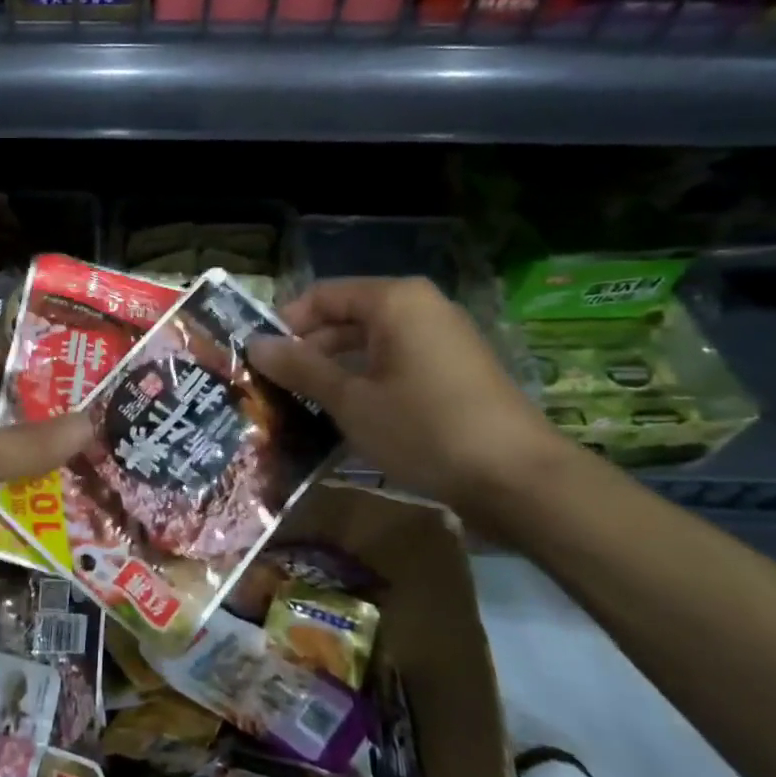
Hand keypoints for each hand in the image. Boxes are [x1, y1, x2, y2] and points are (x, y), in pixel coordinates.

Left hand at [0, 351, 92, 611]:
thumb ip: (31, 443)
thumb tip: (91, 422)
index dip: (41, 366)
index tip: (93, 372)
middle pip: (11, 423)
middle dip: (56, 430)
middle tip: (117, 431)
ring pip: (9, 473)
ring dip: (49, 479)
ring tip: (112, 476)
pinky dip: (30, 521)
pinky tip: (79, 524)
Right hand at [247, 277, 565, 512]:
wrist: (520, 480)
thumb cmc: (424, 428)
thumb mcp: (351, 400)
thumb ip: (301, 368)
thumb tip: (255, 345)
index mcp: (395, 300)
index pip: (322, 296)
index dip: (285, 323)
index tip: (258, 357)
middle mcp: (421, 307)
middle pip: (347, 317)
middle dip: (309, 349)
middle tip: (275, 385)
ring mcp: (443, 338)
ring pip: (372, 343)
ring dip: (335, 369)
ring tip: (303, 403)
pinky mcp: (457, 370)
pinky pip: (397, 362)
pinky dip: (368, 381)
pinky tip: (347, 415)